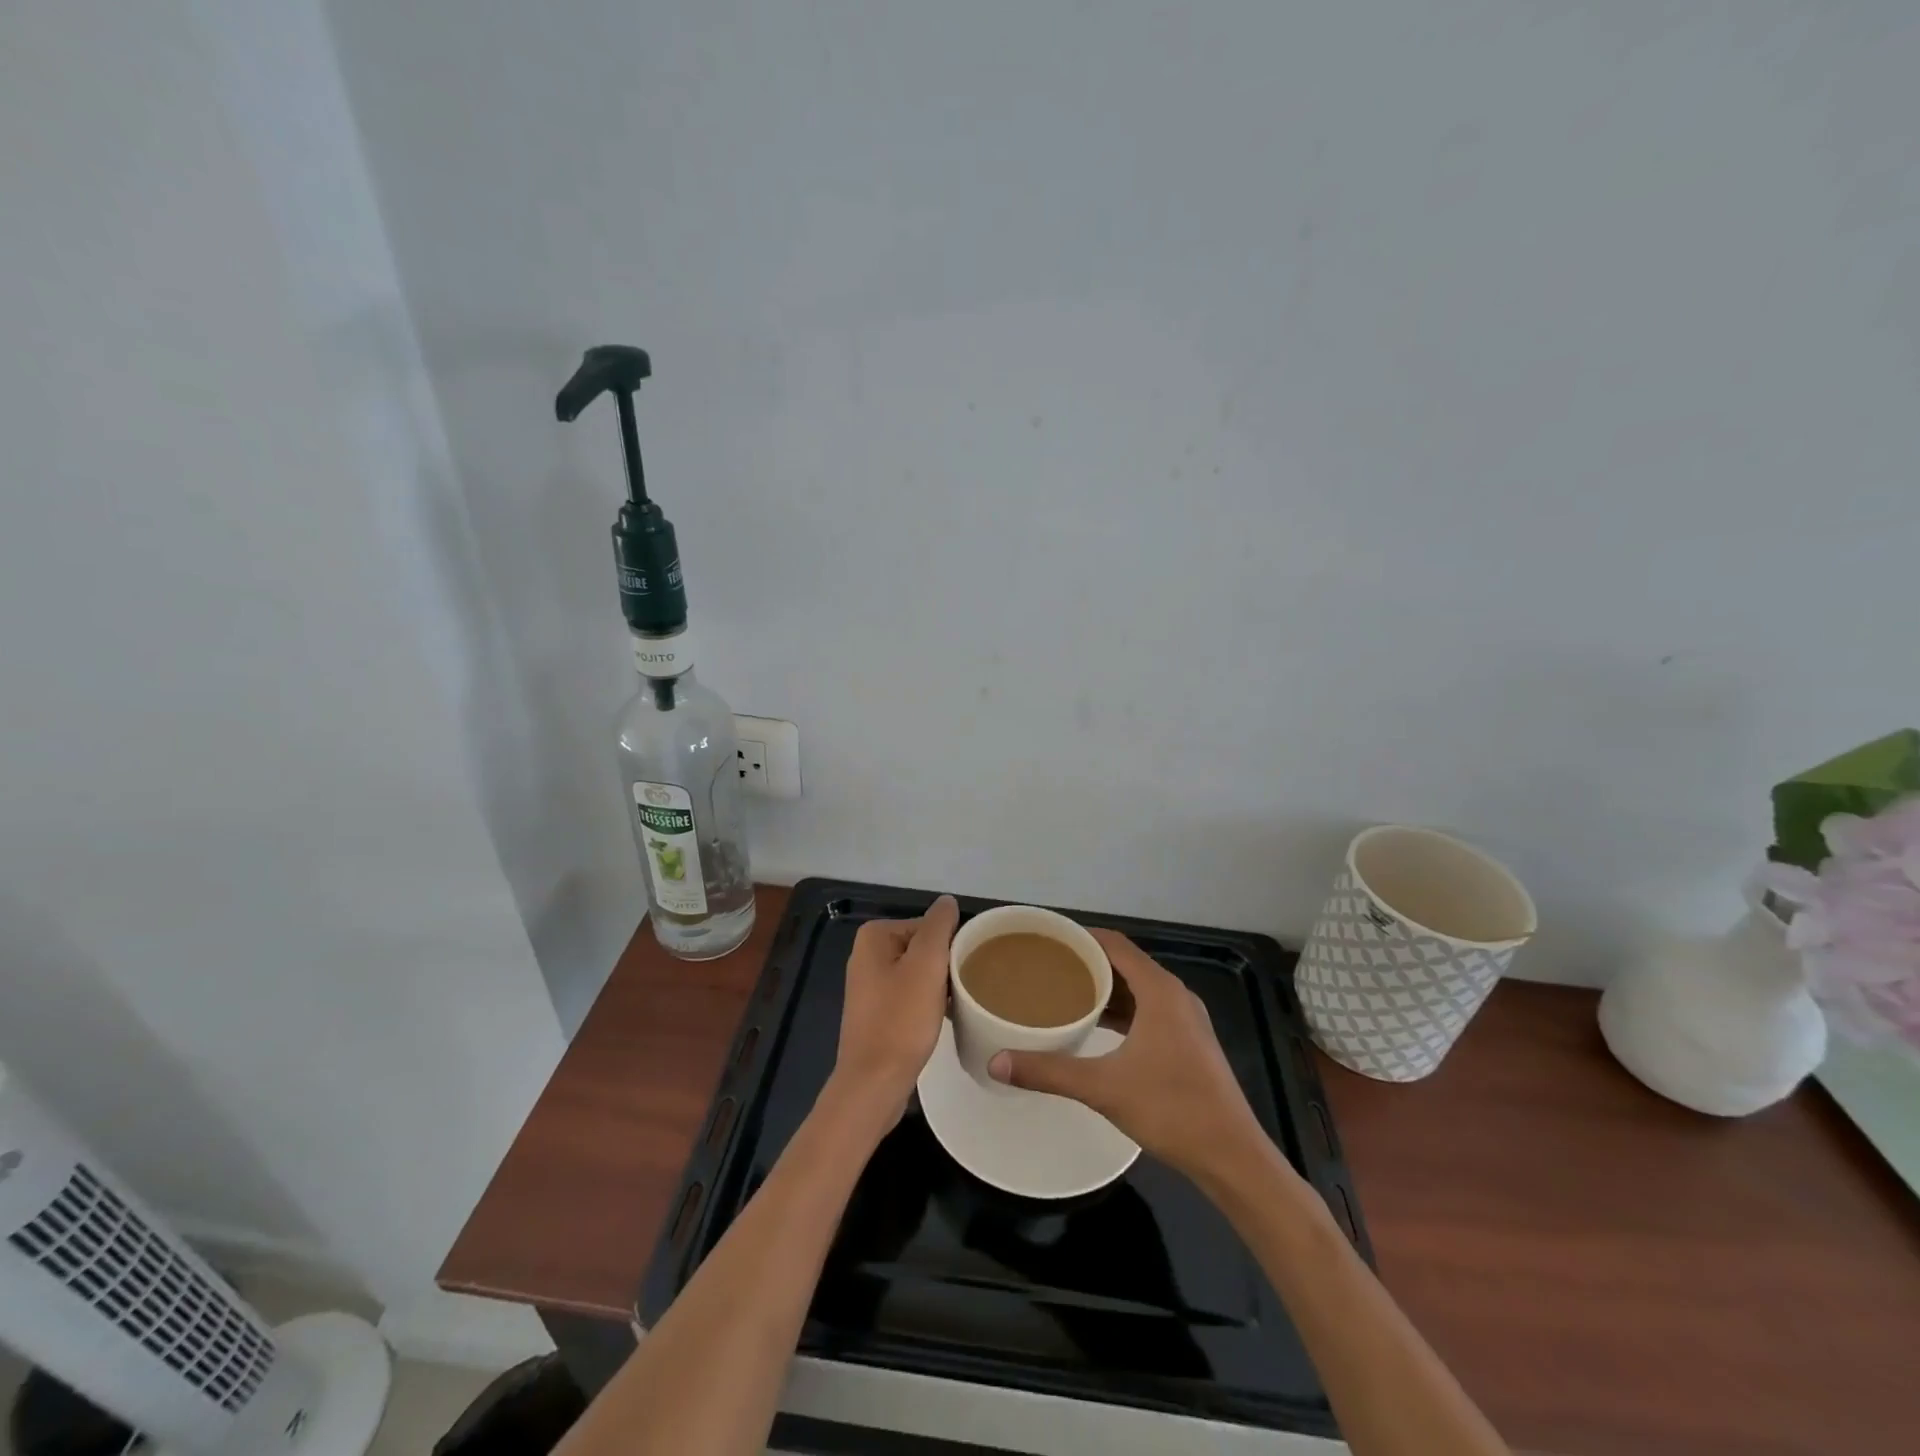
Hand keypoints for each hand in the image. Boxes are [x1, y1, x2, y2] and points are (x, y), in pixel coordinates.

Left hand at [829, 895, 958, 1124]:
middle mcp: (867, 955)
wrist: (874, 1082)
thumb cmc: (901, 1019)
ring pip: (919, 973)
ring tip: (957, 1005)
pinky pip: (910, 995)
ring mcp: (869, 986)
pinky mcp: (876, 1012)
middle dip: (944, 966)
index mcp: (875, 936)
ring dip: (939, 986)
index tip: (964, 972)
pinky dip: (927, 1003)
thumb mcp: (927, 964)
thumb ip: (939, 926)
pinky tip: (942, 1019)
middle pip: (923, 948)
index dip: (950, 947)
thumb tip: (947, 901)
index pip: (928, 927)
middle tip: (963, 990)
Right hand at [989, 928, 1268, 1182]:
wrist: (1232, 1155)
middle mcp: (1175, 995)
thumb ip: (1048, 1071)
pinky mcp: (1188, 1042)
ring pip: (1137, 989)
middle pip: (1125, 963)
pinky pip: (1148, 1010)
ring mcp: (1185, 1019)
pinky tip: (1096, 1026)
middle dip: (1087, 963)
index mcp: (1159, 990)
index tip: (1047, 940)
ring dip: (1104, 989)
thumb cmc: (1171, 1109)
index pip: (1114, 944)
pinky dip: (1121, 1010)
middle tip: (1046, 968)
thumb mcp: (1103, 1088)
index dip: (1081, 937)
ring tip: (1064, 993)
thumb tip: (996, 1062)